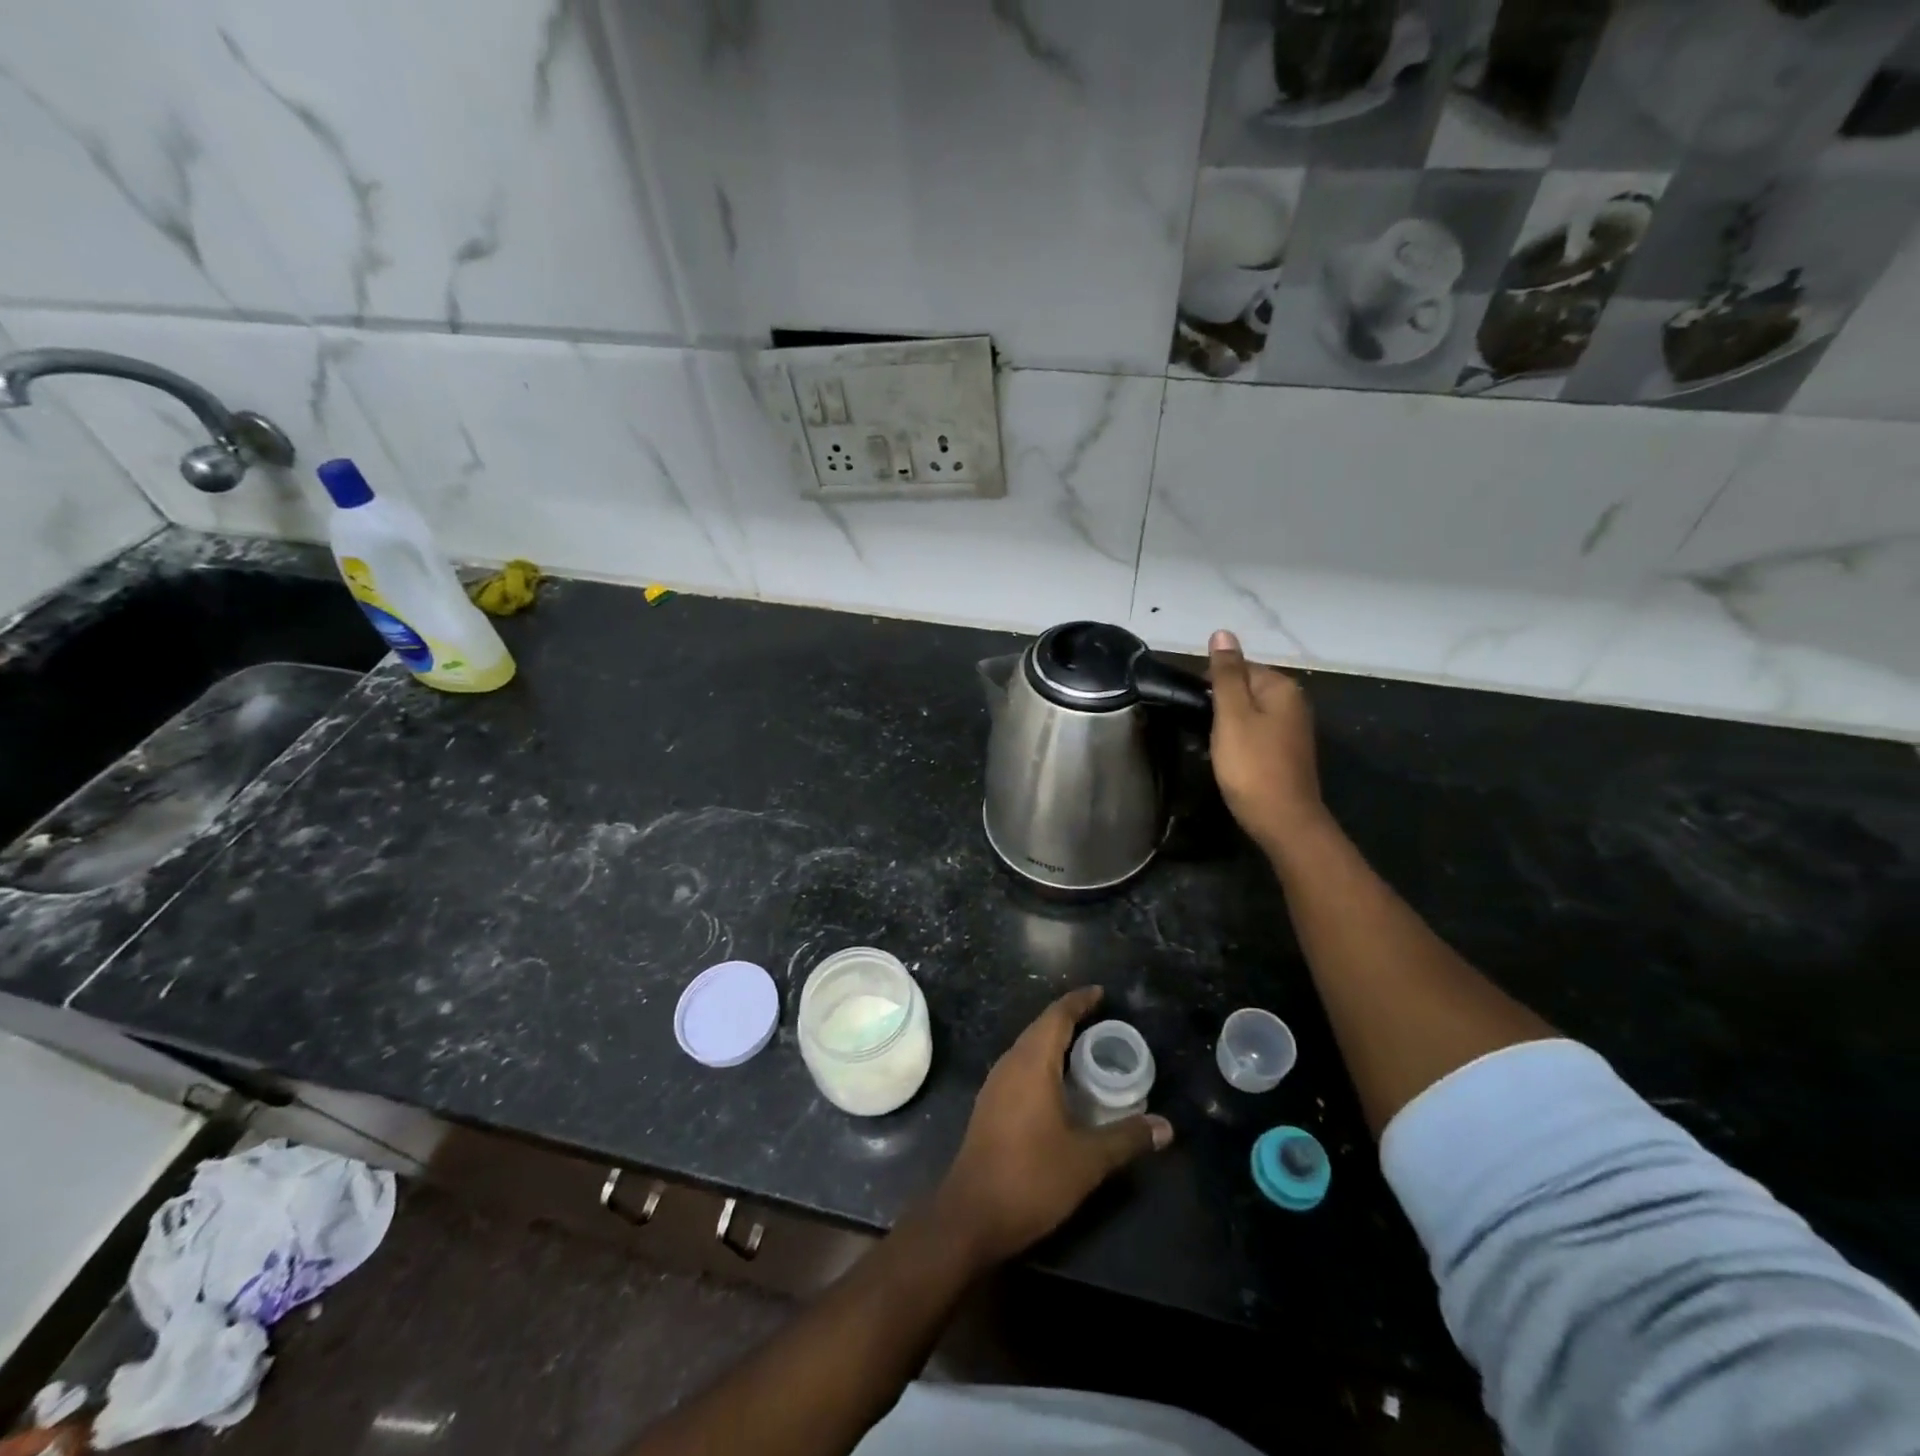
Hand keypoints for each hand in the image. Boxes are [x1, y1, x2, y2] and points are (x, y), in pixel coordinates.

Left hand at [933, 988, 1170, 1268]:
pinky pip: (1020, 1068)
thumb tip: (1166, 1127)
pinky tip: (1059, 1085)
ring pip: (1028, 1048)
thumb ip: (1126, 1138)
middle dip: (1069, 1019)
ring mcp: (995, 1085)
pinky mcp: (990, 1106)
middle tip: (1102, 1020)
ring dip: (1054, 1042)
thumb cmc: (1031, 1177)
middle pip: (1041, 1028)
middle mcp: (1010, 1064)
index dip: (1079, 1001)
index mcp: (1031, 1063)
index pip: (1056, 1016)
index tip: (1101, 993)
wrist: (971, 1215)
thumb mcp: (1087, 1160)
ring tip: (1086, 1048)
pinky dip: (1043, 1063)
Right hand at [1207, 629, 1326, 856]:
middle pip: (1244, 690)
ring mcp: (1293, 729)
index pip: (1238, 667)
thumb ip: (1226, 674)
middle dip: (1219, 706)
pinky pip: (1256, 734)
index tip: (1194, 709)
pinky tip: (1229, 759)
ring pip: (1248, 714)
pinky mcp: (1287, 752)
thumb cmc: (1252, 765)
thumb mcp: (1232, 715)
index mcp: (1281, 687)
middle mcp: (1293, 702)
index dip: (1211, 686)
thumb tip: (1222, 632)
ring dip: (1227, 726)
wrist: (1283, 820)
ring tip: (1211, 746)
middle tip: (1201, 730)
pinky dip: (1239, 742)